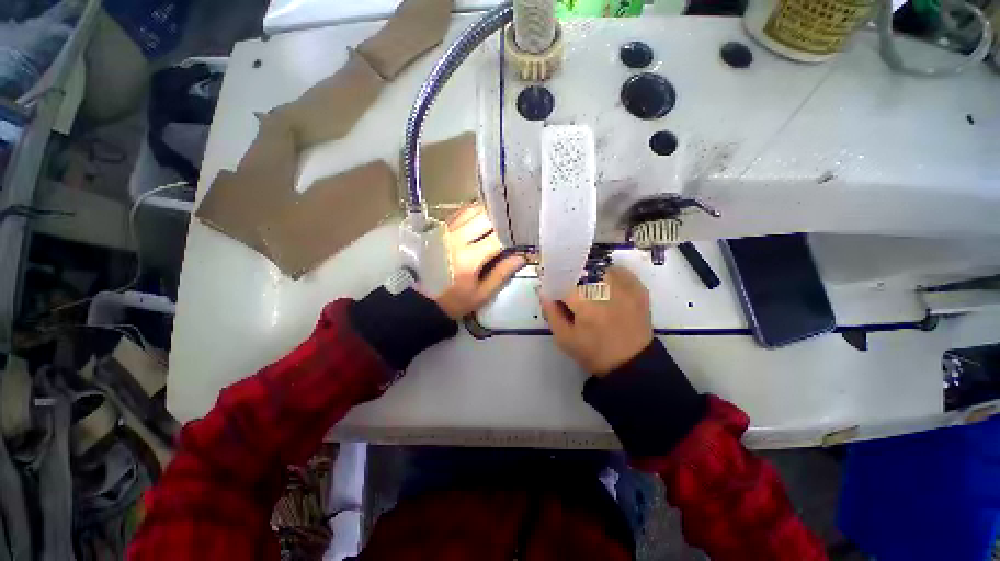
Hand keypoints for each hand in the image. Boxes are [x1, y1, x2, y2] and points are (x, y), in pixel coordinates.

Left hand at [434, 205, 525, 319]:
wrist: (422, 300)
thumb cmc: (454, 300)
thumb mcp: (481, 294)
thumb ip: (501, 274)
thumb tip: (521, 257)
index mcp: (469, 258)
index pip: (497, 238)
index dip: (512, 237)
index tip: (520, 239)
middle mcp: (456, 239)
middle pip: (485, 218)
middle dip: (501, 222)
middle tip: (511, 228)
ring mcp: (445, 232)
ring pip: (471, 210)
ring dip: (488, 214)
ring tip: (498, 221)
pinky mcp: (438, 230)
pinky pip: (459, 213)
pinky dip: (472, 213)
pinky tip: (480, 219)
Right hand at [539, 266, 652, 375]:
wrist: (632, 364)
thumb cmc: (593, 353)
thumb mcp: (564, 338)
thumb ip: (551, 313)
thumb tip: (543, 291)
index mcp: (585, 305)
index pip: (563, 280)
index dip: (555, 282)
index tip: (553, 289)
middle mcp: (606, 291)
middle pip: (582, 271)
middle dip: (572, 279)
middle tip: (572, 292)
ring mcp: (625, 288)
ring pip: (600, 267)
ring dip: (590, 275)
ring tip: (589, 289)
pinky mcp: (639, 290)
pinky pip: (620, 271)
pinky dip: (609, 274)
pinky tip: (605, 286)